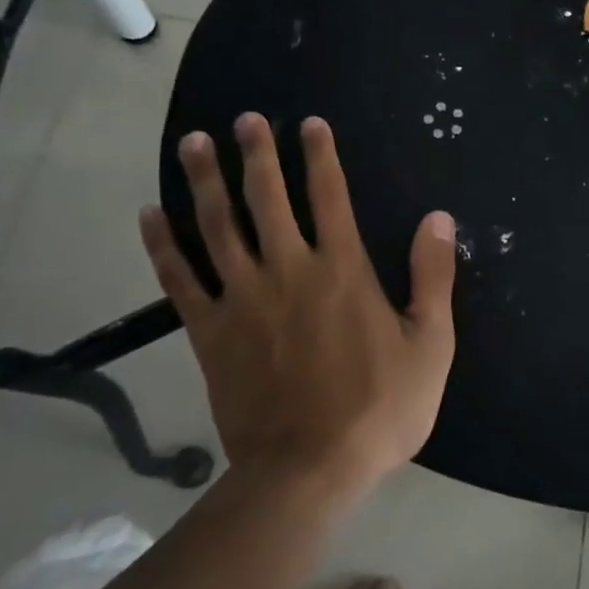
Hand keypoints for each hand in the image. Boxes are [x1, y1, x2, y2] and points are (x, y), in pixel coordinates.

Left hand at [139, 114, 456, 502]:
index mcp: (343, 270)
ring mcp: (242, 298)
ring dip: (206, 180)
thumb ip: (433, 275)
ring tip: (194, 143)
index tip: (309, 124)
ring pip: (218, 226)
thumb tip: (438, 217)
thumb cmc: (380, 408)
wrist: (308, 469)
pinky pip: (179, 278)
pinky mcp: (208, 331)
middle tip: (246, 119)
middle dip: (258, 153)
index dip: (320, 156)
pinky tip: (150, 214)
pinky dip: (163, 244)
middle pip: (268, 198)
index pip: (330, 196)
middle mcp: (289, 270)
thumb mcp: (431, 343)